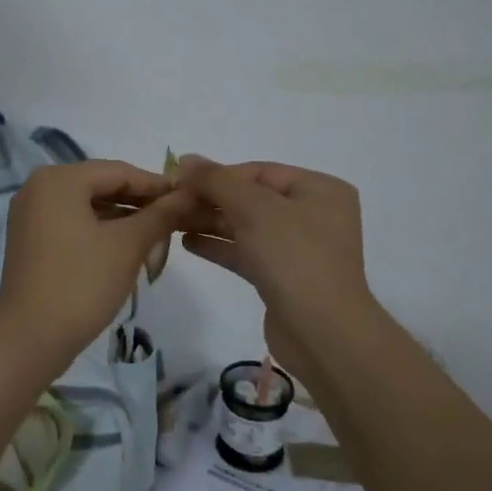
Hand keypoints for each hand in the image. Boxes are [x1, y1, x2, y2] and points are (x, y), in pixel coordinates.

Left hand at [0, 160, 194, 371]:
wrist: (29, 339)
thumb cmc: (81, 283)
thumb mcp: (128, 246)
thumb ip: (160, 214)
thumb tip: (188, 194)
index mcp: (59, 179)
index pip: (119, 171)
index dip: (157, 185)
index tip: (190, 198)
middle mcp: (39, 188)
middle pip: (103, 187)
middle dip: (141, 206)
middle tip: (177, 223)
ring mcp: (31, 215)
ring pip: (89, 208)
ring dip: (124, 222)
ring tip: (158, 241)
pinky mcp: (31, 240)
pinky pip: (74, 224)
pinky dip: (101, 233)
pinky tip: (128, 251)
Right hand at [176, 157, 379, 349]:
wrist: (321, 332)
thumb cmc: (293, 255)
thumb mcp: (253, 207)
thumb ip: (216, 180)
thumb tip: (186, 159)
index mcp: (319, 189)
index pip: (259, 172)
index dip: (218, 174)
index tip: (180, 181)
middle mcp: (313, 215)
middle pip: (252, 198)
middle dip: (211, 200)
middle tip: (171, 203)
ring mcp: (299, 249)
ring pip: (247, 227)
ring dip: (210, 222)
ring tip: (172, 221)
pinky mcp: (283, 278)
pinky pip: (247, 252)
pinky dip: (220, 246)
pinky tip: (188, 243)